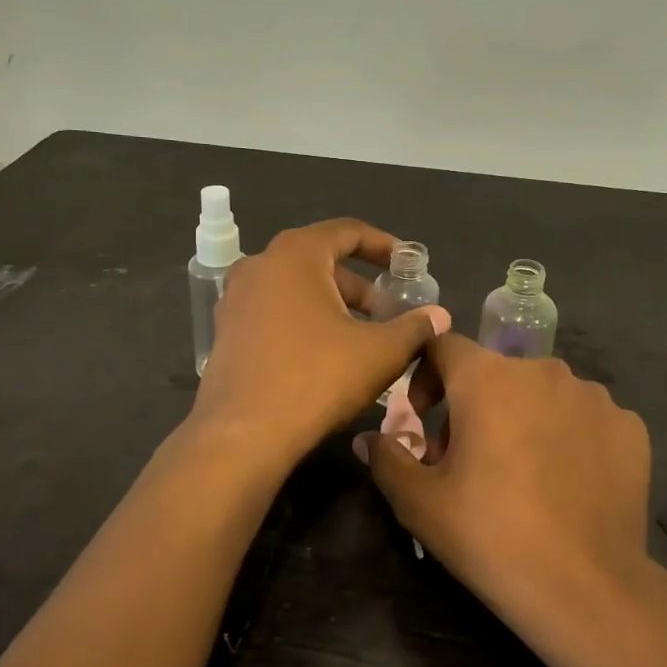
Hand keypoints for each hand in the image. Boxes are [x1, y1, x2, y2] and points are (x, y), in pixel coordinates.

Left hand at [191, 219, 447, 469]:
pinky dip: (305, 323)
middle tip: (391, 313)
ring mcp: (236, 298)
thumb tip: (440, 316)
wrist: (244, 435)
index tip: (408, 265)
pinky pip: (275, 313)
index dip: (383, 246)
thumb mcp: (380, 352)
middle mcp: (260, 265)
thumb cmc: (317, 378)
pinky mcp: (227, 332)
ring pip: (297, 290)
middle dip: (361, 287)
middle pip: (321, 262)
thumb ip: (415, 328)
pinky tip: (328, 356)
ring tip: (365, 338)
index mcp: (296, 254)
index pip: (347, 232)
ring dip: (334, 307)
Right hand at [358, 334, 653, 627]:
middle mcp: (543, 371)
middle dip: (472, 408)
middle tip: (466, 462)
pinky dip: (568, 438)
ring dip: (522, 420)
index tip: (423, 420)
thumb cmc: (491, 535)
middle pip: (494, 374)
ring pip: (542, 394)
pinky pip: (585, 419)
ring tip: (521, 475)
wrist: (586, 588)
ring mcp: (594, 397)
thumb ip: (388, 459)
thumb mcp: (420, 503)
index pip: (445, 346)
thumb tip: (369, 439)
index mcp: (488, 378)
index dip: (425, 376)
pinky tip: (566, 483)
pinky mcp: (629, 427)